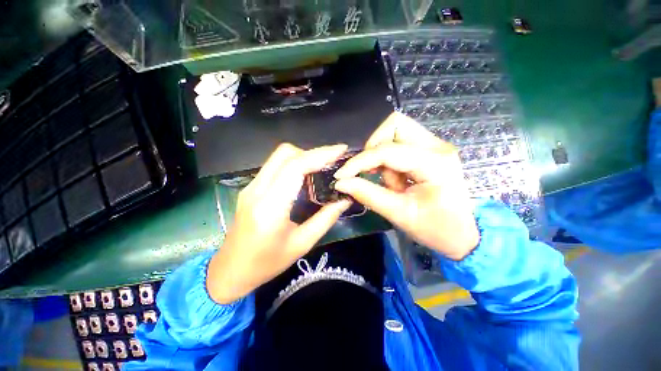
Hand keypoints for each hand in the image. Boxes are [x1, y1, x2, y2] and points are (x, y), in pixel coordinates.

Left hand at [207, 143, 351, 303]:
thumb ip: (326, 218)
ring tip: (322, 168)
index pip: (295, 167)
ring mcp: (251, 186)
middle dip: (312, 153)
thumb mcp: (302, 244)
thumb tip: (345, 198)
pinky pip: (275, 166)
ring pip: (279, 157)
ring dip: (303, 157)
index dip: (320, 155)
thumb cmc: (267, 263)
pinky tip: (306, 177)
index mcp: (270, 207)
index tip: (341, 151)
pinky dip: (294, 164)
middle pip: (285, 153)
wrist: (230, 271)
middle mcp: (257, 190)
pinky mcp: (251, 187)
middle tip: (331, 162)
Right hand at [334, 112, 479, 260]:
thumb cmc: (437, 229)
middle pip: (395, 124)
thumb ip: (368, 194)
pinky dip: (390, 159)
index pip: (387, 151)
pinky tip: (397, 180)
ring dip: (383, 155)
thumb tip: (341, 183)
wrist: (465, 234)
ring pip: (396, 131)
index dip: (360, 162)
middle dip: (374, 146)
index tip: (341, 175)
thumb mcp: (400, 214)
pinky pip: (400, 143)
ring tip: (391, 183)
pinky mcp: (430, 151)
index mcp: (435, 163)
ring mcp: (435, 146)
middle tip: (370, 172)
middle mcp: (437, 146)